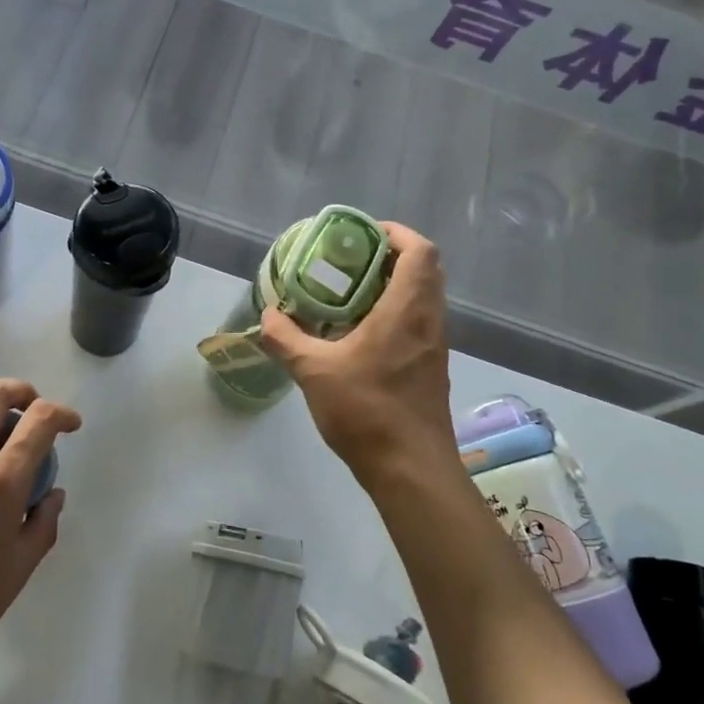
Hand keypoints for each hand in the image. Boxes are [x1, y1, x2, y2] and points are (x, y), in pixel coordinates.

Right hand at [260, 221, 455, 493]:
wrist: (411, 470)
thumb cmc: (366, 411)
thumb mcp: (313, 371)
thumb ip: (286, 339)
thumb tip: (267, 316)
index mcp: (407, 310)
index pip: (420, 251)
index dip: (397, 233)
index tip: (365, 235)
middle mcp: (429, 322)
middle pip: (426, 270)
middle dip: (393, 257)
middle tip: (353, 261)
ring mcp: (435, 347)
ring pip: (425, 298)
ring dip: (396, 286)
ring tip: (352, 294)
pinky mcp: (432, 369)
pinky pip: (420, 323)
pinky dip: (397, 314)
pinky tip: (362, 334)